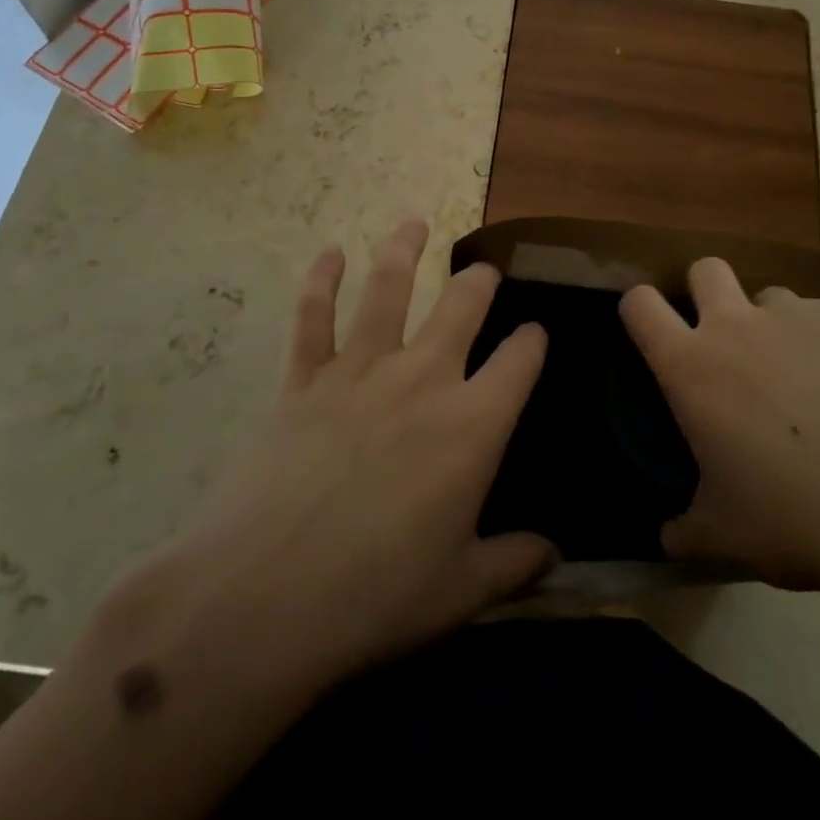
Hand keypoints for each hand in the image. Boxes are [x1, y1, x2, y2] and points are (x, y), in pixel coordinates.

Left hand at [113, 219, 556, 702]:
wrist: (265, 597)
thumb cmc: (376, 597)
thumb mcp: (460, 590)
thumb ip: (514, 564)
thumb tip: (554, 554)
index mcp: (473, 424)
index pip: (520, 361)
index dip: (533, 341)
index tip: (535, 334)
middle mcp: (423, 378)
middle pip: (462, 306)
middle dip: (479, 282)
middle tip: (484, 271)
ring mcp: (360, 371)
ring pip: (388, 290)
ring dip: (403, 250)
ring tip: (414, 222)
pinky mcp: (303, 379)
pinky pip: (313, 318)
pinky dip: (320, 281)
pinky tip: (329, 253)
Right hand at [620, 259, 819, 602]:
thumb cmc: (798, 518)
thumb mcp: (728, 538)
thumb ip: (687, 532)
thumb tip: (668, 540)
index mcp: (692, 367)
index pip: (639, 305)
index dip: (639, 310)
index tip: (651, 330)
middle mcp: (737, 324)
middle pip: (705, 268)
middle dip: (707, 291)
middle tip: (728, 341)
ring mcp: (799, 313)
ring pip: (774, 296)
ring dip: (778, 326)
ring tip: (810, 381)